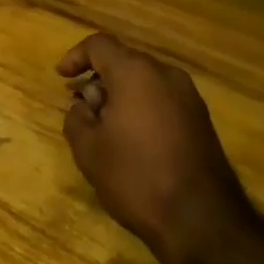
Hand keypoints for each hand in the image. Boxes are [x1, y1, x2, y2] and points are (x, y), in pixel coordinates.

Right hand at [57, 32, 246, 263]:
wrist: (200, 219)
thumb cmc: (135, 177)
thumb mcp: (88, 149)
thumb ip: (77, 117)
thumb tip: (84, 106)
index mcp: (136, 73)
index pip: (99, 45)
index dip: (75, 56)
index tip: (62, 79)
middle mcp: (166, 75)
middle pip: (124, 61)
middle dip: (99, 79)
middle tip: (83, 109)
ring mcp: (189, 97)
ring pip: (145, 81)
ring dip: (121, 94)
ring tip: (105, 127)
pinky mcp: (201, 120)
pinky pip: (162, 99)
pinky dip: (142, 107)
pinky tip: (132, 139)